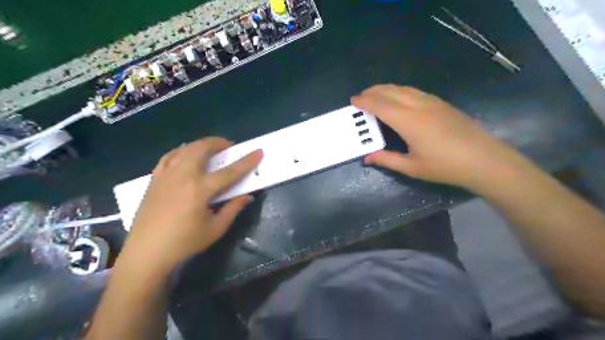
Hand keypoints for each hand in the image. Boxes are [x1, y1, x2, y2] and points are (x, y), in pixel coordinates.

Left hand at [123, 136, 261, 271]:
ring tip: (210, 149)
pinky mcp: (154, 179)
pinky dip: (181, 151)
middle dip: (217, 143)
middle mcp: (183, 177)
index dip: (246, 161)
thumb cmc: (184, 243)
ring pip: (184, 149)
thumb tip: (248, 196)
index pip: (229, 172)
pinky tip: (186, 155)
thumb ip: (233, 209)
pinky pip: (168, 157)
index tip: (258, 152)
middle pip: (201, 149)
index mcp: (200, 190)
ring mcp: (166, 176)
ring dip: (200, 144)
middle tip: (228, 146)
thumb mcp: (215, 229)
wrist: (146, 252)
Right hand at [353, 84, 521, 189]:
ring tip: (375, 94)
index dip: (365, 101)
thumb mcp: (412, 167)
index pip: (380, 105)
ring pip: (403, 88)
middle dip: (373, 91)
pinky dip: (400, 91)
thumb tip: (367, 158)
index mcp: (408, 121)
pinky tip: (398, 98)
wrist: (483, 159)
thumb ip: (387, 159)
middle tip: (361, 96)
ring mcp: (432, 102)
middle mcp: (418, 106)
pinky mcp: (441, 103)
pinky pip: (414, 91)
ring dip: (386, 89)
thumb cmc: (445, 166)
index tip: (353, 100)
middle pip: (390, 91)